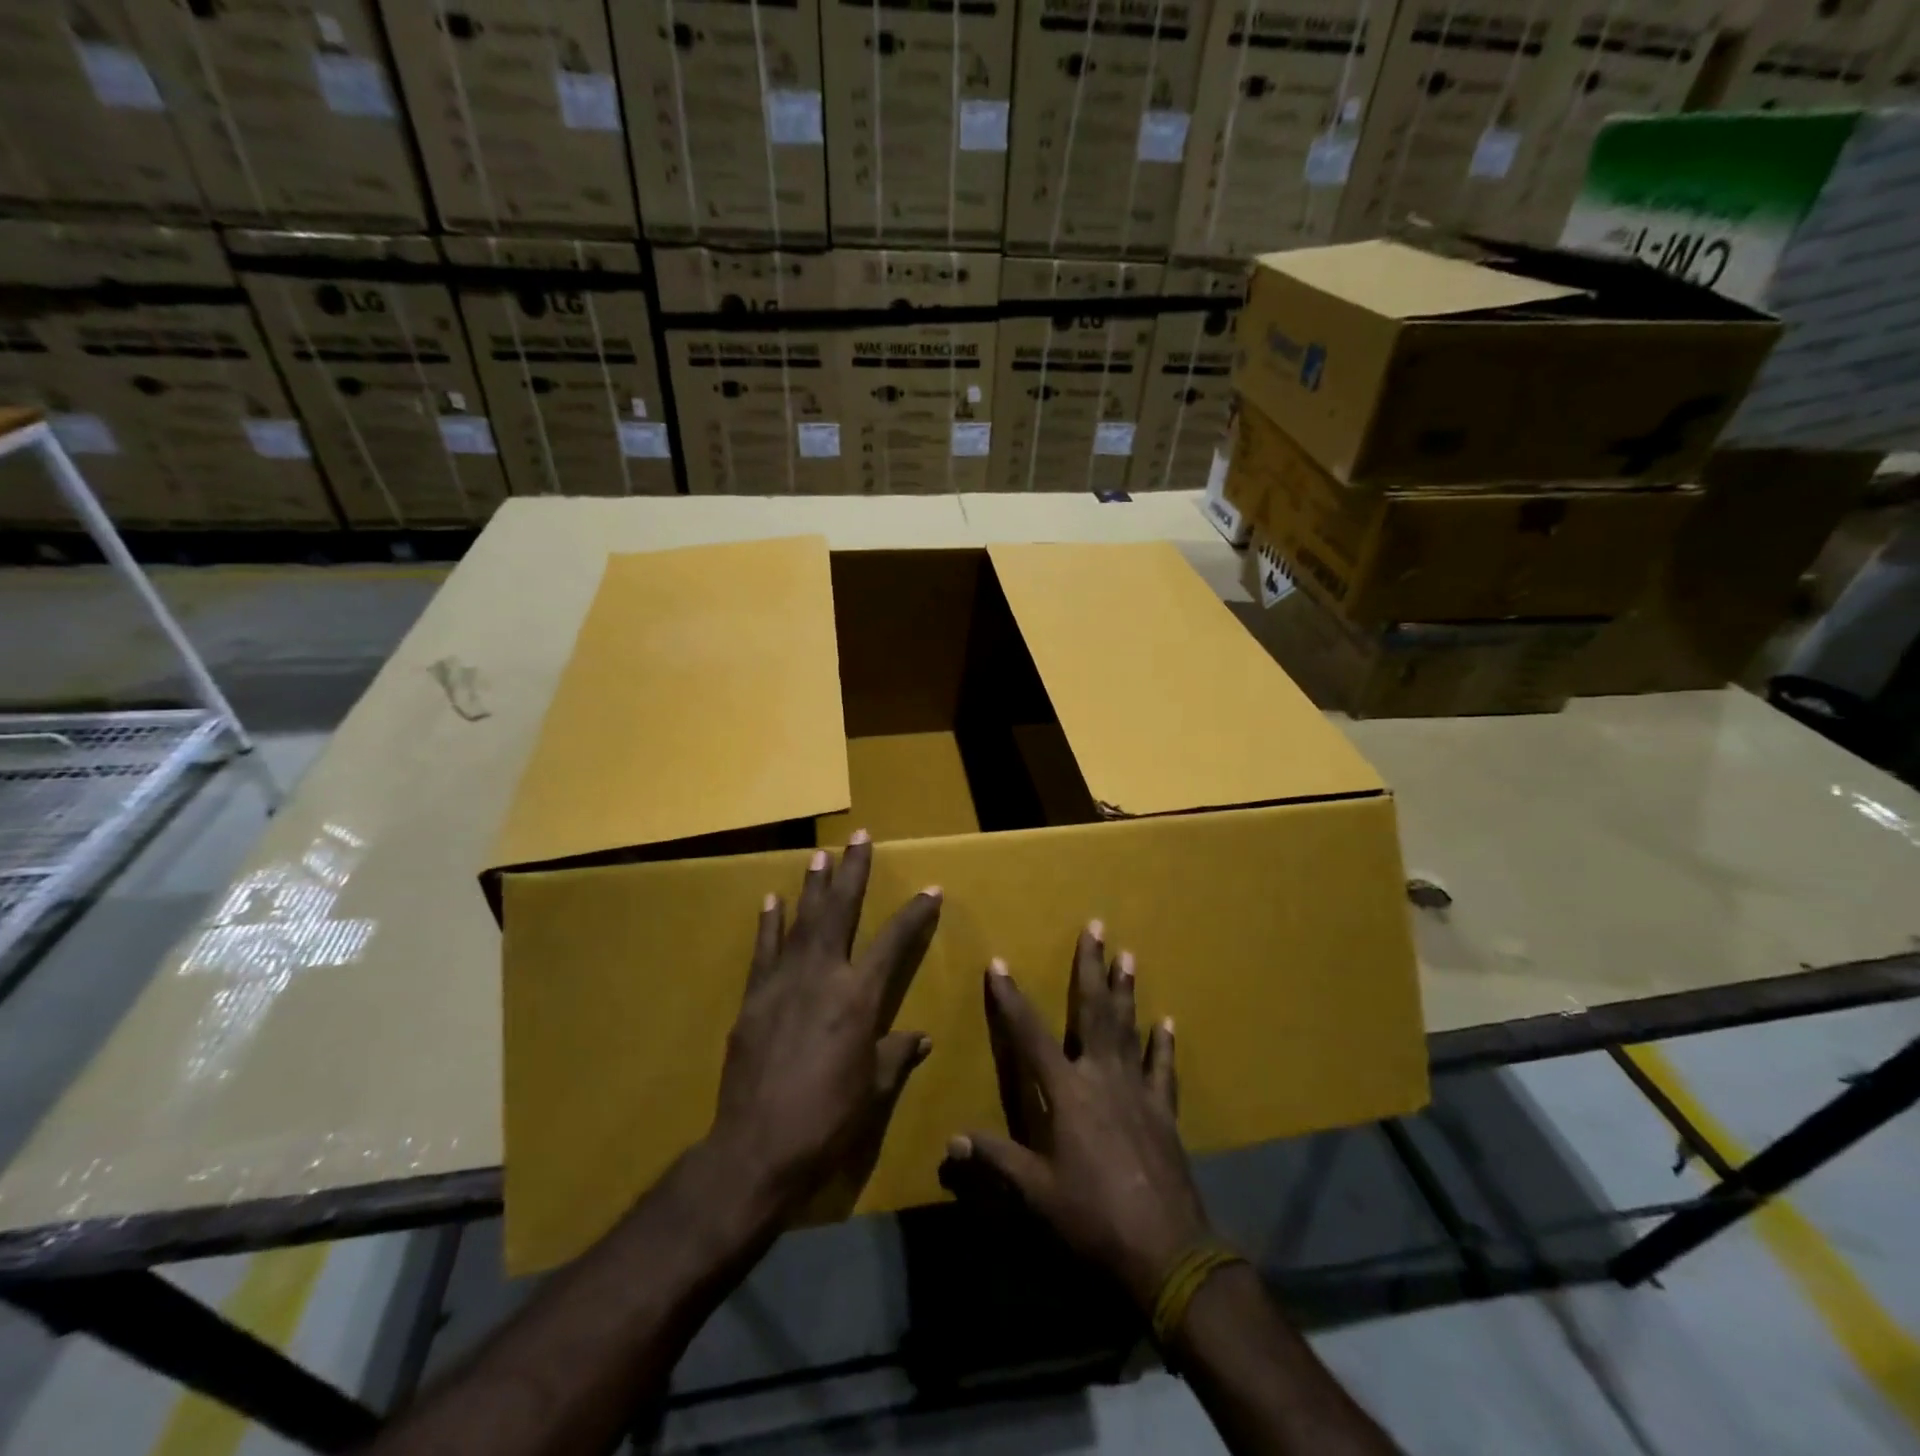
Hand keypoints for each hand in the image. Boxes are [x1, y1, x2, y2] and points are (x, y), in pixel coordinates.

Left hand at [706, 832, 942, 1222]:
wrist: (757, 1148)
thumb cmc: (827, 1121)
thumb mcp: (873, 1091)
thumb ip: (896, 1057)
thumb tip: (920, 1038)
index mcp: (859, 998)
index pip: (894, 943)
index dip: (914, 914)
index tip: (930, 889)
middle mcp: (822, 977)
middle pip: (840, 912)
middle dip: (852, 872)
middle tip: (858, 837)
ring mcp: (783, 983)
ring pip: (802, 922)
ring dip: (812, 886)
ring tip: (819, 854)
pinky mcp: (754, 998)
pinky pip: (764, 951)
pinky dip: (769, 924)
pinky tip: (771, 900)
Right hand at [942, 926, 1212, 1309]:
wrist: (1166, 1251)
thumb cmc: (1092, 1218)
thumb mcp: (1036, 1194)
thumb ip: (996, 1160)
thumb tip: (951, 1141)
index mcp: (1066, 1093)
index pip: (1029, 1035)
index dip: (1010, 999)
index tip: (998, 964)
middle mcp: (1101, 1077)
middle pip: (1093, 1012)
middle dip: (1090, 967)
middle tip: (1096, 927)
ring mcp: (1137, 1091)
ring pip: (1128, 1028)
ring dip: (1126, 990)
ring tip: (1128, 954)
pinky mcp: (1164, 1112)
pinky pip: (1162, 1070)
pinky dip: (1163, 1045)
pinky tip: (1167, 1022)